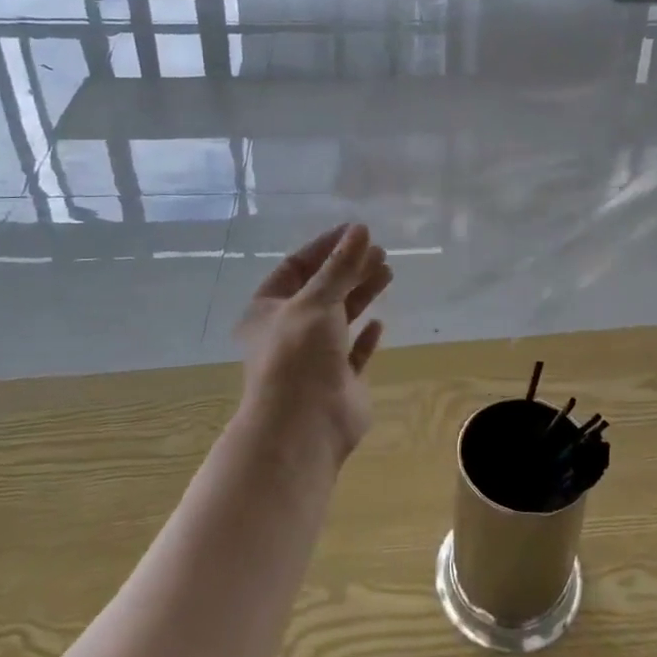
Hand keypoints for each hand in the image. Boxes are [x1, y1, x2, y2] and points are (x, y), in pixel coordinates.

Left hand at [233, 225, 391, 460]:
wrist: (303, 427)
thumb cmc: (298, 355)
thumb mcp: (317, 301)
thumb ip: (341, 266)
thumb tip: (360, 229)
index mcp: (268, 309)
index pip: (296, 267)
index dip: (325, 247)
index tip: (356, 231)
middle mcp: (288, 331)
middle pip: (322, 290)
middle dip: (349, 269)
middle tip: (379, 251)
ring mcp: (314, 358)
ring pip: (340, 318)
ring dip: (361, 294)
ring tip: (387, 272)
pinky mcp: (338, 382)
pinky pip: (353, 353)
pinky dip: (365, 337)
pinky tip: (379, 323)